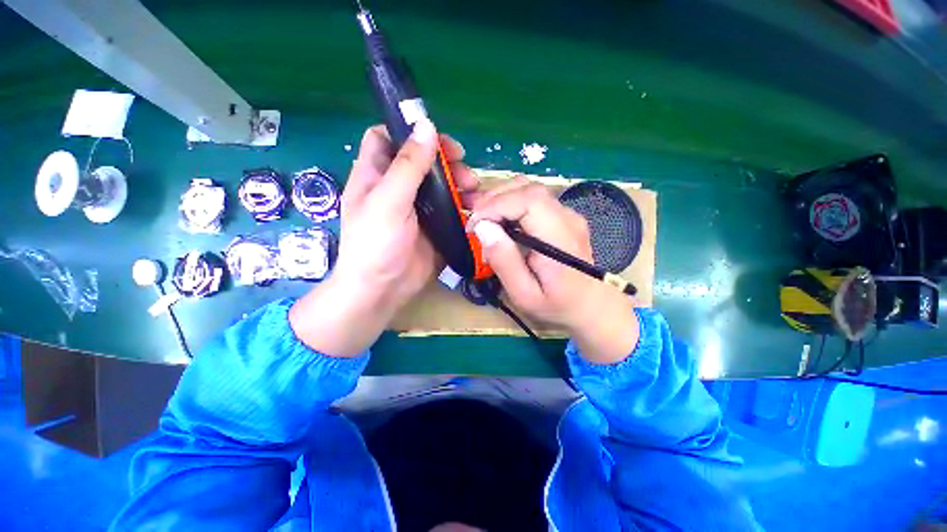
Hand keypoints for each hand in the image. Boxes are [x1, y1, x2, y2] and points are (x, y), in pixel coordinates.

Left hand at [290, 119, 478, 356]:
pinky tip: (475, 208)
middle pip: (422, 161)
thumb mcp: (389, 201)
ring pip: (440, 184)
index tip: (435, 138)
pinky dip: (463, 205)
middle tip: (466, 171)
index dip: (408, 132)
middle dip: (445, 161)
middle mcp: (396, 188)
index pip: (387, 138)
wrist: (383, 289)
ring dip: (459, 183)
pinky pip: (450, 207)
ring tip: (475, 191)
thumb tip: (426, 126)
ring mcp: (417, 208)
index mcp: (376, 175)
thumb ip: (408, 165)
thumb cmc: (376, 243)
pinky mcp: (433, 225)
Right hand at [469, 179, 638, 363]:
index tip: (475, 224)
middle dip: (495, 199)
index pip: (528, 201)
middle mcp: (567, 218)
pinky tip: (501, 221)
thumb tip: (483, 228)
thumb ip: (504, 262)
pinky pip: (533, 199)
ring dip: (501, 199)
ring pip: (529, 189)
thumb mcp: (524, 294)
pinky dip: (511, 204)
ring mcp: (567, 213)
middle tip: (476, 222)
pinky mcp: (562, 215)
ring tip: (485, 220)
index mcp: (560, 238)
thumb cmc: (556, 304)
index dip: (496, 205)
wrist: (590, 304)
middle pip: (528, 189)